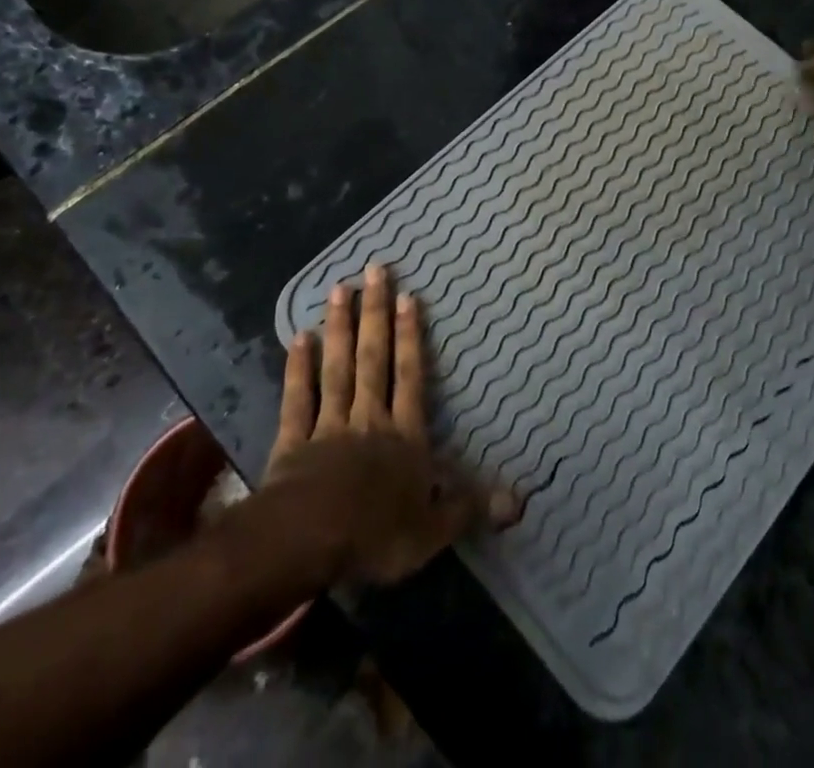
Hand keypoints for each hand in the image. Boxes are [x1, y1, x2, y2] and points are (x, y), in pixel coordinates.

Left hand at [264, 263, 515, 586]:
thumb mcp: (433, 530)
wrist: (308, 543)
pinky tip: (299, 337)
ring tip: (339, 288)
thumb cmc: (376, 535)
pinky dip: (298, 368)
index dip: (411, 337)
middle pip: (373, 359)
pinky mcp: (293, 441)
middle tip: (375, 270)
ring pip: (337, 368)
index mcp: (403, 436)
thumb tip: (520, 499)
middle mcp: (368, 418)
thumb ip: (470, 506)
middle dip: (375, 314)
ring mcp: (329, 425)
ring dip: (339, 327)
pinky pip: (298, 398)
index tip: (408, 296)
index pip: (410, 376)